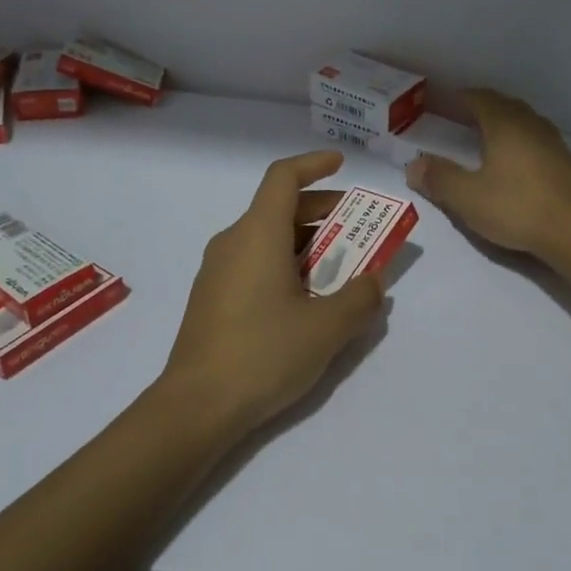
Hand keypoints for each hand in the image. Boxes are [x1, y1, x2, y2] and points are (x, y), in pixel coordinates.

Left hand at [157, 151, 385, 436]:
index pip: (283, 177)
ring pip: (267, 237)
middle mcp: (233, 241)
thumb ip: (360, 298)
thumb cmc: (264, 354)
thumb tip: (373, 280)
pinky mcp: (212, 297)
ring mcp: (217, 270)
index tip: (341, 166)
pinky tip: (305, 299)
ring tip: (340, 269)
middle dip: (322, 212)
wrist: (196, 406)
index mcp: (258, 234)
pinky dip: (284, 263)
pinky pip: (253, 262)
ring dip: (306, 243)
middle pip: (279, 208)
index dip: (313, 165)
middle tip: (359, 230)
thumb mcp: (327, 328)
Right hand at [405, 89, 570, 258]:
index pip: (478, 98)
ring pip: (523, 122)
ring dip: (503, 124)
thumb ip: (439, 178)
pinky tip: (513, 163)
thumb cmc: (515, 207)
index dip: (458, 98)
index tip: (440, 102)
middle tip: (460, 118)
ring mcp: (553, 143)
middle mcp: (530, 125)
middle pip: (503, 105)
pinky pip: (536, 141)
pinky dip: (519, 142)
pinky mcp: (566, 163)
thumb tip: (413, 165)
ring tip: (486, 138)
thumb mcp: (466, 196)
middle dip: (481, 108)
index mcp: (504, 124)